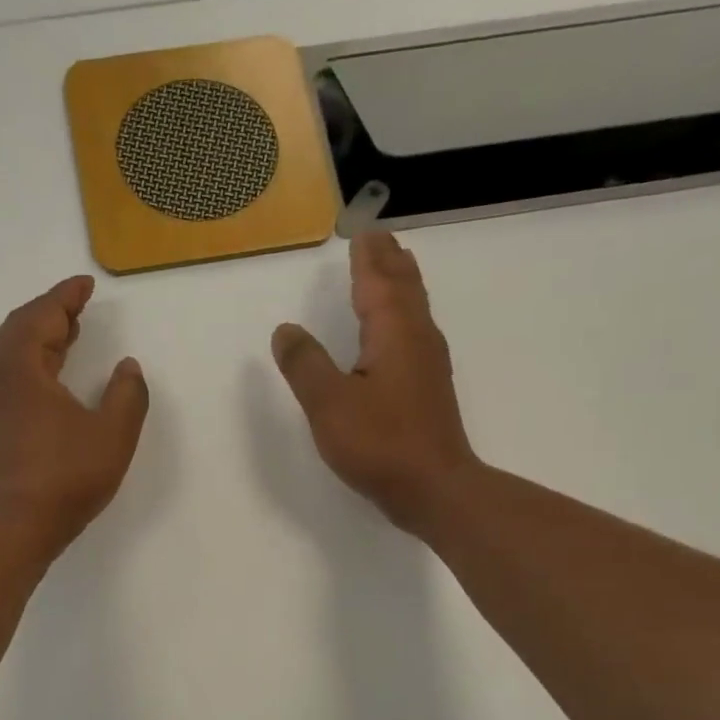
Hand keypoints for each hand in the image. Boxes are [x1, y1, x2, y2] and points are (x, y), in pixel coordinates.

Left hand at [0, 275, 149, 559]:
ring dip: (37, 337)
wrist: (18, 527)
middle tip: (78, 307)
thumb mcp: (113, 435)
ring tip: (67, 335)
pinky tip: (47, 376)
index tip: (86, 284)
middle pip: (18, 329)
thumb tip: (127, 368)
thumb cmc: (68, 478)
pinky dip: (27, 362)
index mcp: (22, 369)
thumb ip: (127, 394)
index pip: (42, 317)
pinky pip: (5, 375)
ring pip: (8, 353)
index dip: (66, 297)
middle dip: (49, 312)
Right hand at [271, 233, 476, 537]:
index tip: (361, 232)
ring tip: (391, 269)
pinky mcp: (427, 389)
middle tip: (379, 239)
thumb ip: (304, 364)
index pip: (378, 282)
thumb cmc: (379, 443)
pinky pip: (414, 332)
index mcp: (393, 333)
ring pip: (414, 310)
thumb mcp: (329, 403)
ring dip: (400, 285)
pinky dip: (402, 315)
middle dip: (389, 262)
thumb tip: (286, 329)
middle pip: (404, 288)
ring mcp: (427, 364)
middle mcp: (417, 339)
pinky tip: (397, 332)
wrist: (433, 488)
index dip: (367, 258)